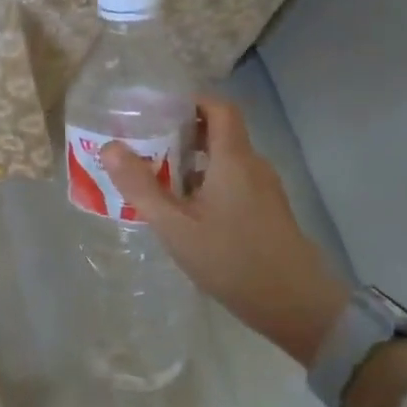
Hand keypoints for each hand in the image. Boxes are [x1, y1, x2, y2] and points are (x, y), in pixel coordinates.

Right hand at [101, 94, 347, 363]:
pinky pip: (234, 181)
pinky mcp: (268, 211)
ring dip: (192, 161)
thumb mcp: (176, 226)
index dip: (190, 100)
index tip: (157, 109)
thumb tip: (110, 147)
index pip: (219, 106)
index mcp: (233, 158)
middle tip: (145, 144)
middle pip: (219, 131)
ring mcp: (264, 189)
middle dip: (181, 132)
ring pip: (225, 159)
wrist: (297, 306)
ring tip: (158, 178)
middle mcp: (253, 164)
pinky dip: (208, 182)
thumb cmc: (232, 259)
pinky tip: (186, 210)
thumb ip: (141, 186)